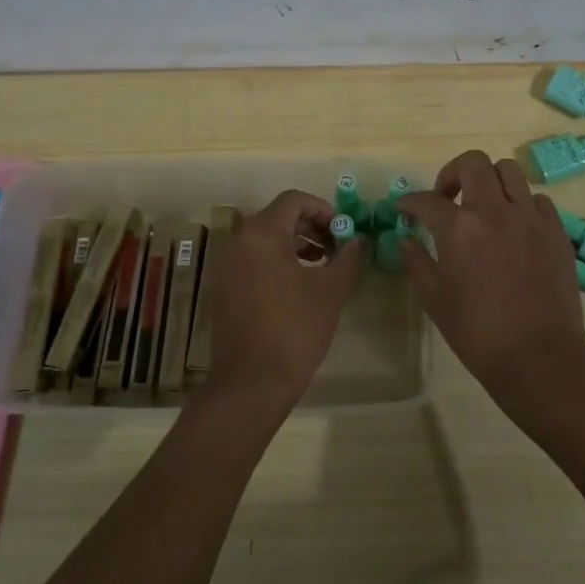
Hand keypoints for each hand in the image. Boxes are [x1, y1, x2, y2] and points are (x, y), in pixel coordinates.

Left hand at [200, 190, 366, 414]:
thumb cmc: (294, 329)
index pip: (293, 200)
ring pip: (266, 240)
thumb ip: (347, 256)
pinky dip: (279, 261)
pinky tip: (301, 286)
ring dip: (297, 244)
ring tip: (324, 265)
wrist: (251, 383)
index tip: (344, 230)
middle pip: (278, 217)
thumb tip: (359, 239)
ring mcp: (228, 266)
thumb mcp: (330, 290)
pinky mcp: (226, 289)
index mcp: (262, 234)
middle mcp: (239, 242)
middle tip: (338, 246)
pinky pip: (255, 260)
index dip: (323, 209)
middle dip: (312, 226)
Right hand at [400, 150, 584, 420]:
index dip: (410, 201)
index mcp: (459, 228)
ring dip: (490, 181)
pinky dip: (520, 204)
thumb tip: (407, 239)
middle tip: (446, 197)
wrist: (539, 357)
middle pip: (473, 163)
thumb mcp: (434, 299)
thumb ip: (417, 262)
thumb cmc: (478, 332)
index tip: (405, 208)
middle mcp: (495, 210)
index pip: (427, 200)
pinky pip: (537, 199)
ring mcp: (530, 217)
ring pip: (509, 171)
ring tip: (484, 205)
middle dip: (452, 173)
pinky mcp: (556, 230)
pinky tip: (514, 227)